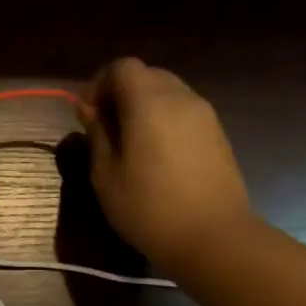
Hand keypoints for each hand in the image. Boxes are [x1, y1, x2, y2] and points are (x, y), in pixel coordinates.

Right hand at [80, 58, 254, 266]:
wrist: (215, 238)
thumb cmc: (149, 207)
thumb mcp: (106, 174)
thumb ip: (97, 134)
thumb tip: (91, 111)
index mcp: (149, 103)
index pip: (122, 67)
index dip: (99, 83)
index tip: (88, 114)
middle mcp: (180, 98)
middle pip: (146, 74)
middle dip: (121, 93)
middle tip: (105, 128)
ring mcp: (205, 115)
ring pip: (167, 92)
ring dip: (143, 106)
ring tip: (130, 143)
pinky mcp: (217, 134)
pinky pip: (184, 111)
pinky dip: (164, 120)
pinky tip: (156, 155)